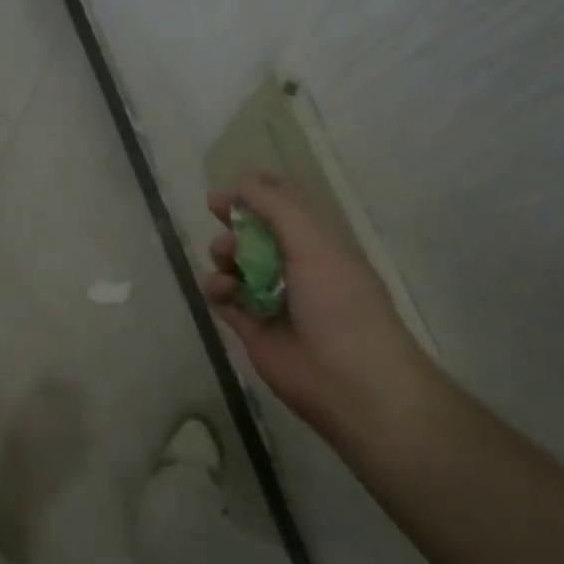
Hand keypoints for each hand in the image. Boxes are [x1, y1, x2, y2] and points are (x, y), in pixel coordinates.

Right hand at [203, 172, 437, 437]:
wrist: (350, 382)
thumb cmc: (341, 305)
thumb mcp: (314, 246)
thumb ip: (277, 209)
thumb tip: (244, 180)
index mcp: (319, 245)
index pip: (288, 207)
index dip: (261, 191)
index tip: (235, 182)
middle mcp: (294, 268)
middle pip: (255, 233)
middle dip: (235, 218)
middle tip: (214, 208)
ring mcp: (270, 298)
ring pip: (234, 264)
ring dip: (224, 253)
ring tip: (226, 259)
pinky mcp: (250, 327)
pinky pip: (222, 298)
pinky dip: (216, 289)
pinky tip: (222, 290)